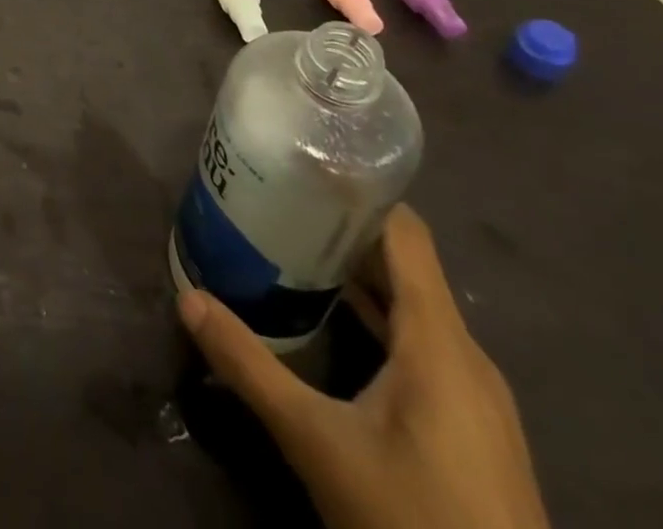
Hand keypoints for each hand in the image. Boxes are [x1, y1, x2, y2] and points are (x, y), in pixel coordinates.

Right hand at [178, 206, 549, 528]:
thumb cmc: (416, 520)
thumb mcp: (319, 443)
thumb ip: (250, 367)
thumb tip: (188, 298)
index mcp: (439, 340)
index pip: (405, 233)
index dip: (358, 194)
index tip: (302, 169)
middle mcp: (464, 355)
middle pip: (404, 265)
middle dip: (341, 232)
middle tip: (278, 205)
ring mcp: (475, 396)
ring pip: (413, 307)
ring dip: (357, 276)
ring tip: (292, 252)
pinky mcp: (472, 429)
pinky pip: (421, 345)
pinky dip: (377, 318)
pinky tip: (333, 325)